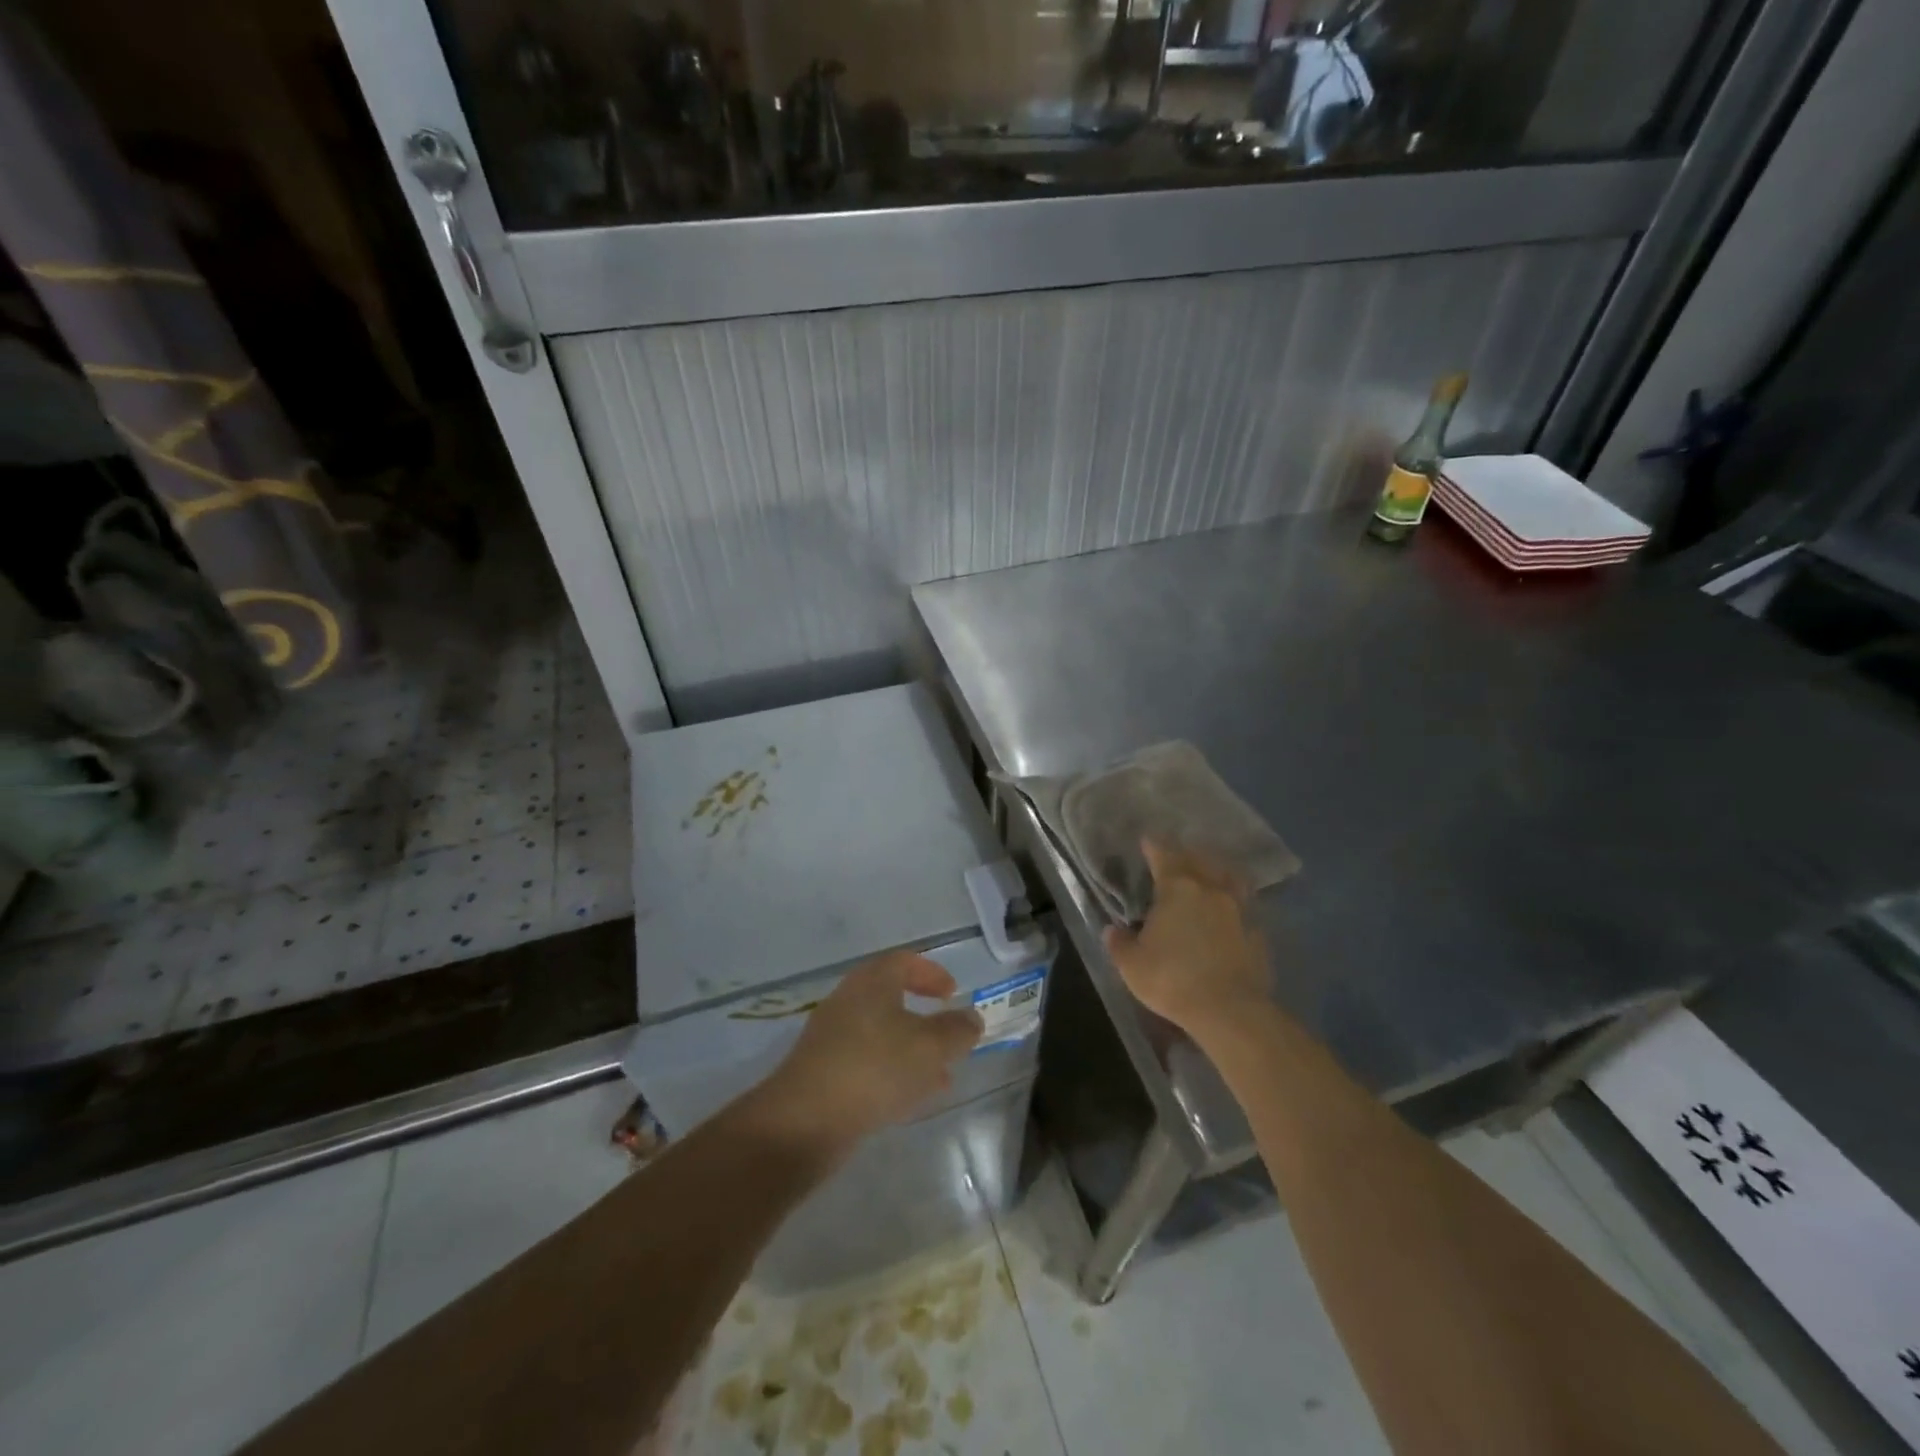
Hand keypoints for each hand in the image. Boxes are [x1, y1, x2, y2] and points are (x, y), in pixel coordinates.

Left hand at [748, 952, 982, 1163]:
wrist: (804, 1121)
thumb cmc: (874, 1068)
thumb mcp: (929, 1047)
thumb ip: (956, 1030)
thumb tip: (971, 1018)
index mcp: (872, 981)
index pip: (904, 961)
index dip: (931, 973)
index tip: (952, 994)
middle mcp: (849, 1001)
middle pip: (891, 998)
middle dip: (924, 1019)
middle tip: (949, 1039)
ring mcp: (832, 1037)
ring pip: (881, 1035)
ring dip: (912, 1051)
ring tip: (940, 1078)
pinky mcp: (823, 1072)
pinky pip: (866, 1062)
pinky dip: (891, 1073)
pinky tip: (908, 1101)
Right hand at [1102, 839, 1268, 1038]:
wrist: (1230, 1011)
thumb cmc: (1173, 980)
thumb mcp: (1132, 965)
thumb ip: (1120, 944)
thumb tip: (1112, 930)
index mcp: (1178, 888)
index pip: (1164, 855)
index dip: (1154, 846)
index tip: (1147, 841)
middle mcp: (1210, 889)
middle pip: (1198, 860)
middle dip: (1185, 855)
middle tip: (1176, 856)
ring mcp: (1239, 908)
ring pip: (1228, 877)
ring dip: (1216, 871)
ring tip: (1209, 873)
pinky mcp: (1258, 931)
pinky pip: (1245, 903)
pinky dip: (1234, 900)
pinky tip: (1230, 909)